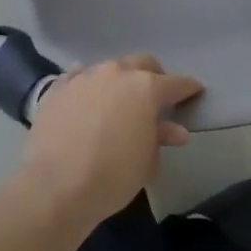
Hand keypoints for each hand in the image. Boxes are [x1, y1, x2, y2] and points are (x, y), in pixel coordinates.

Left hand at [17, 55, 201, 229]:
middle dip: (154, 76)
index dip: (188, 88)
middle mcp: (115, 73)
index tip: (195, 92)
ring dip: (119, 81)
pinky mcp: (57, 88)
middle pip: (142, 63)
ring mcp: (84, 77)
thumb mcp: (147, 162)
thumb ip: (160, 138)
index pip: (176, 83)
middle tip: (156, 96)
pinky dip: (88, 86)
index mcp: (145, 88)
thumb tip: (174, 129)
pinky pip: (78, 78)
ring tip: (119, 101)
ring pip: (109, 68)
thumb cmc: (112, 177)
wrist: (55, 187)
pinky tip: (87, 99)